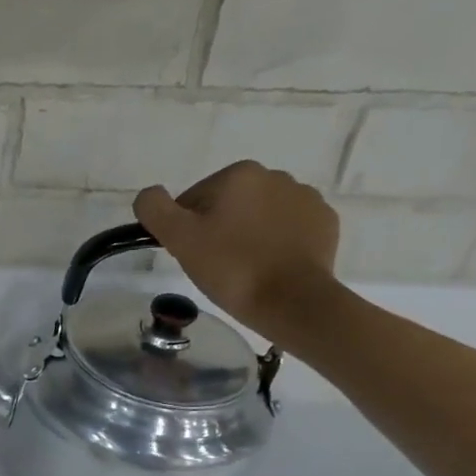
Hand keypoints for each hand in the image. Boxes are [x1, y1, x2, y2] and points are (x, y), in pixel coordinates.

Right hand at [133, 162, 343, 340]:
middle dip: (218, 228)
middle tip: (213, 264)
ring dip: (247, 234)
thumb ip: (154, 208)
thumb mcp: (179, 238)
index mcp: (239, 175)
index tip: (191, 254)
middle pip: (228, 204)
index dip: (185, 228)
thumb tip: (150, 195)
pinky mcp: (325, 223)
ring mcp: (306, 198)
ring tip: (243, 268)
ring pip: (259, 215)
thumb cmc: (231, 267)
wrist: (292, 301)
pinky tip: (269, 266)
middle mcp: (276, 176)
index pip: (193, 199)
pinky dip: (276, 243)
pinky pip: (289, 228)